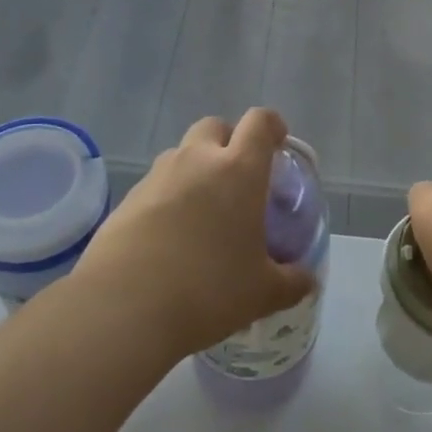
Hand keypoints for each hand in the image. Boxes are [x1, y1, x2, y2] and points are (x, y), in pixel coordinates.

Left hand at [78, 109, 316, 357]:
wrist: (123, 308)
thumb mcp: (263, 293)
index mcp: (239, 170)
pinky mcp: (127, 200)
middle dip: (229, 142)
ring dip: (196, 169)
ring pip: (181, 154)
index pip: (260, 122)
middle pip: (215, 126)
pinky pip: (156, 184)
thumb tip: (308, 281)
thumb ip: (292, 282)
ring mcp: (157, 177)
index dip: (272, 127)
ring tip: (202, 212)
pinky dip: (168, 197)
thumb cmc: (208, 291)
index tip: (278, 145)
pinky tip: (170, 237)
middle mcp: (197, 161)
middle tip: (238, 180)